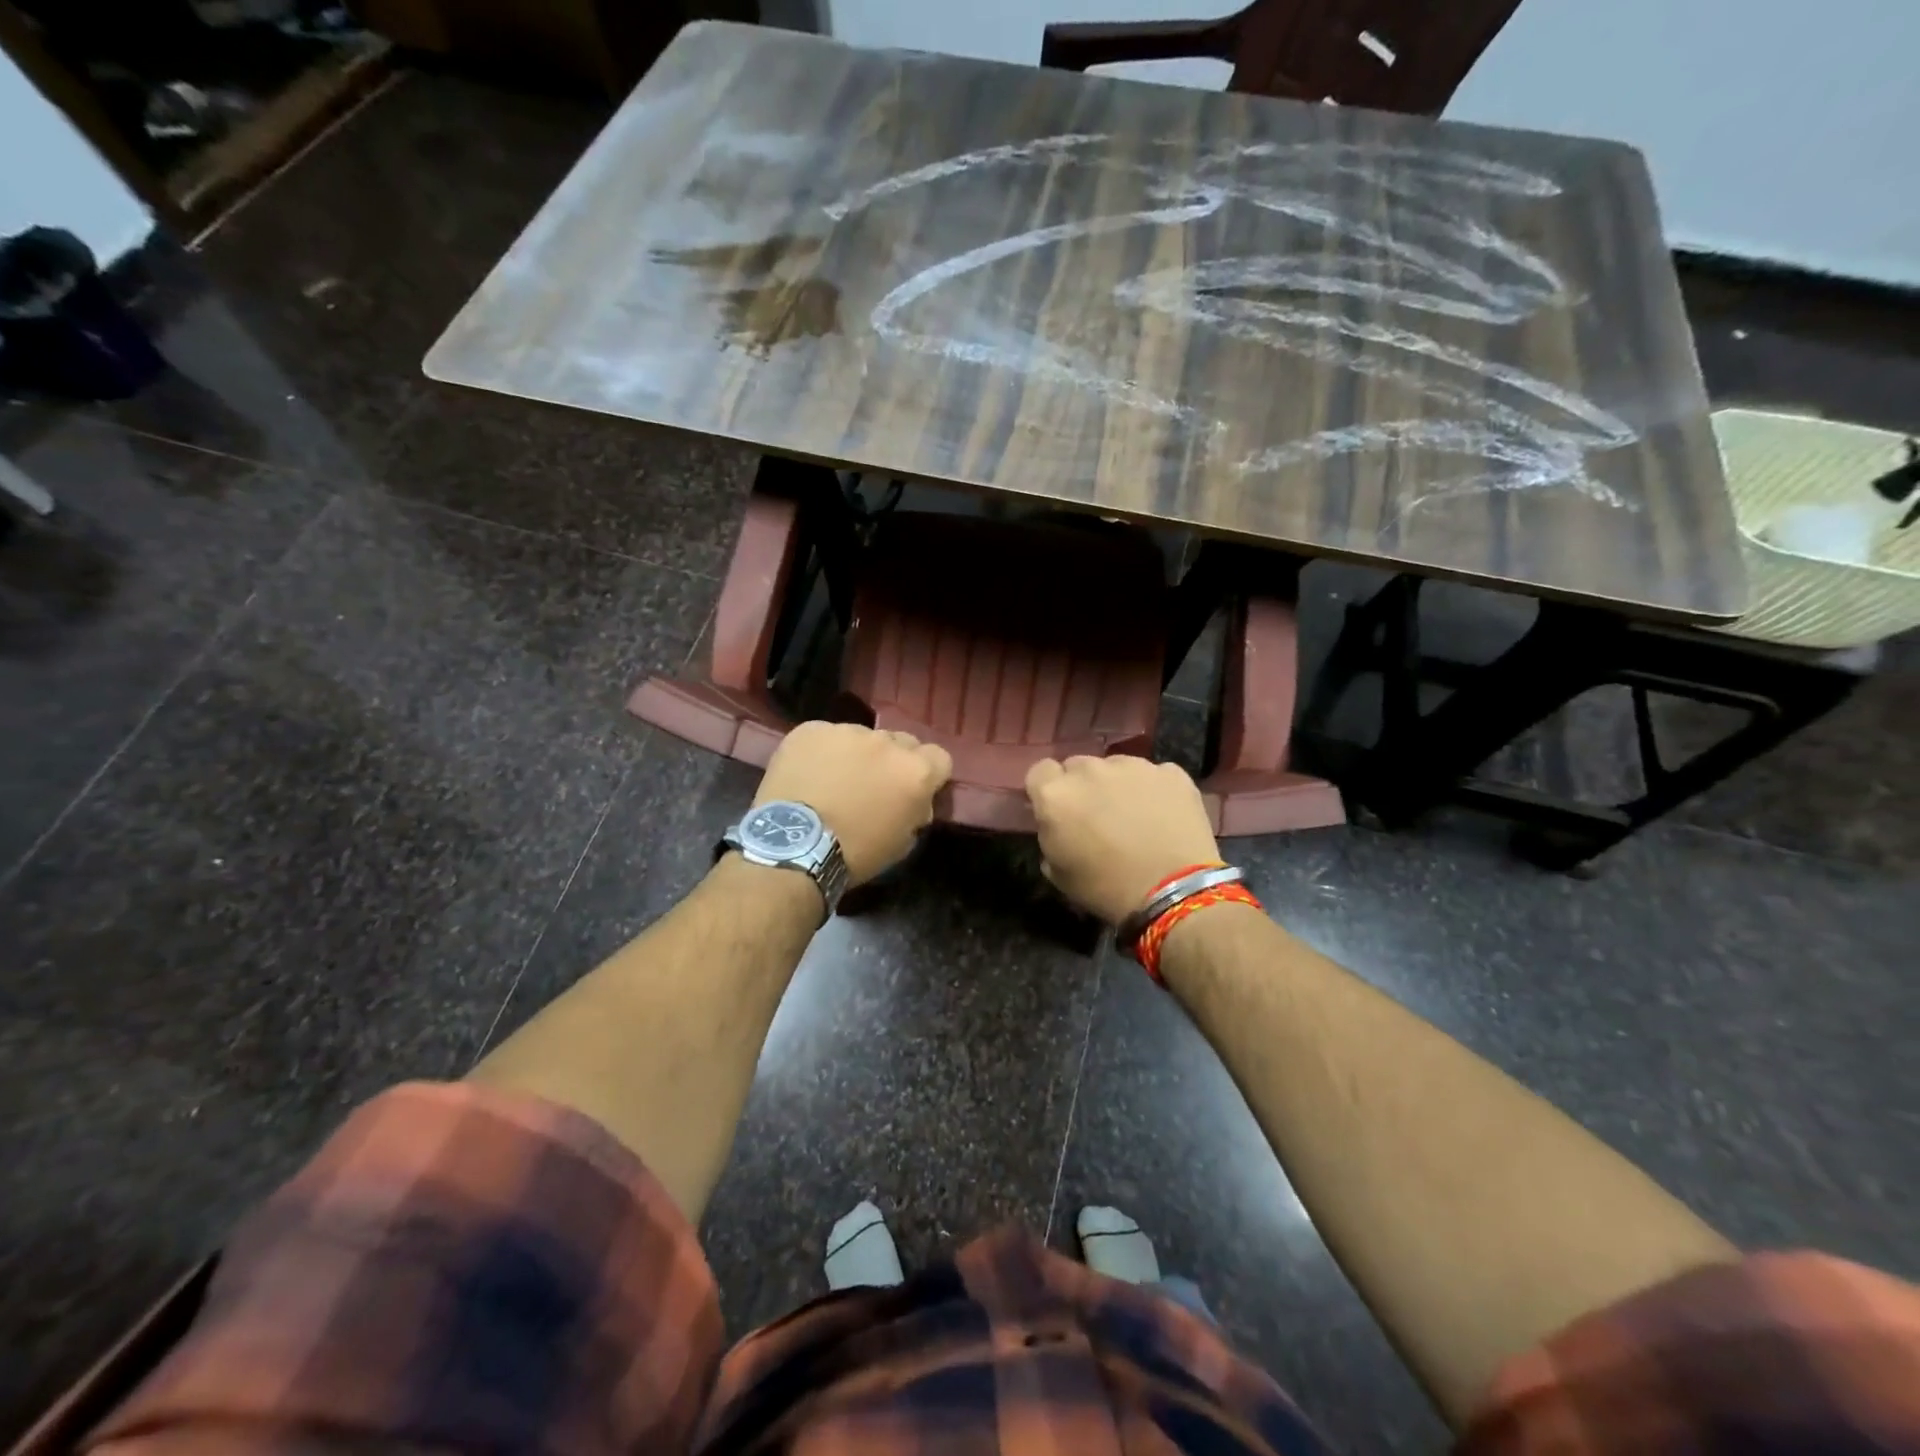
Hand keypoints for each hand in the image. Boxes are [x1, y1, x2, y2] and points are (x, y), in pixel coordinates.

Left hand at [754, 721, 952, 884]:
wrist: (793, 846)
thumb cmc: (855, 853)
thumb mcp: (902, 843)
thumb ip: (916, 811)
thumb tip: (916, 801)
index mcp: (916, 770)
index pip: (940, 757)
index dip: (929, 774)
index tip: (913, 790)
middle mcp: (886, 742)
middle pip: (902, 742)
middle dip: (893, 761)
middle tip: (873, 786)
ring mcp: (847, 731)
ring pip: (862, 737)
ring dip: (856, 755)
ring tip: (834, 781)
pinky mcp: (811, 729)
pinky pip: (825, 736)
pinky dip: (822, 752)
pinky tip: (808, 775)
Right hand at [1025, 755, 1220, 924]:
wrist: (1174, 891)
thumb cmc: (1107, 888)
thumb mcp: (1059, 873)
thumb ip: (1050, 836)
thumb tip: (1057, 826)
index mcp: (1056, 794)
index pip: (1040, 771)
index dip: (1048, 789)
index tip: (1058, 810)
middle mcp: (1090, 769)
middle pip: (1078, 766)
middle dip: (1083, 786)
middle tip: (1097, 816)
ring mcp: (1133, 766)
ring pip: (1117, 766)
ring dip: (1118, 785)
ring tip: (1135, 816)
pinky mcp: (1170, 772)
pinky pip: (1154, 775)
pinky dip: (1154, 790)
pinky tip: (1164, 816)